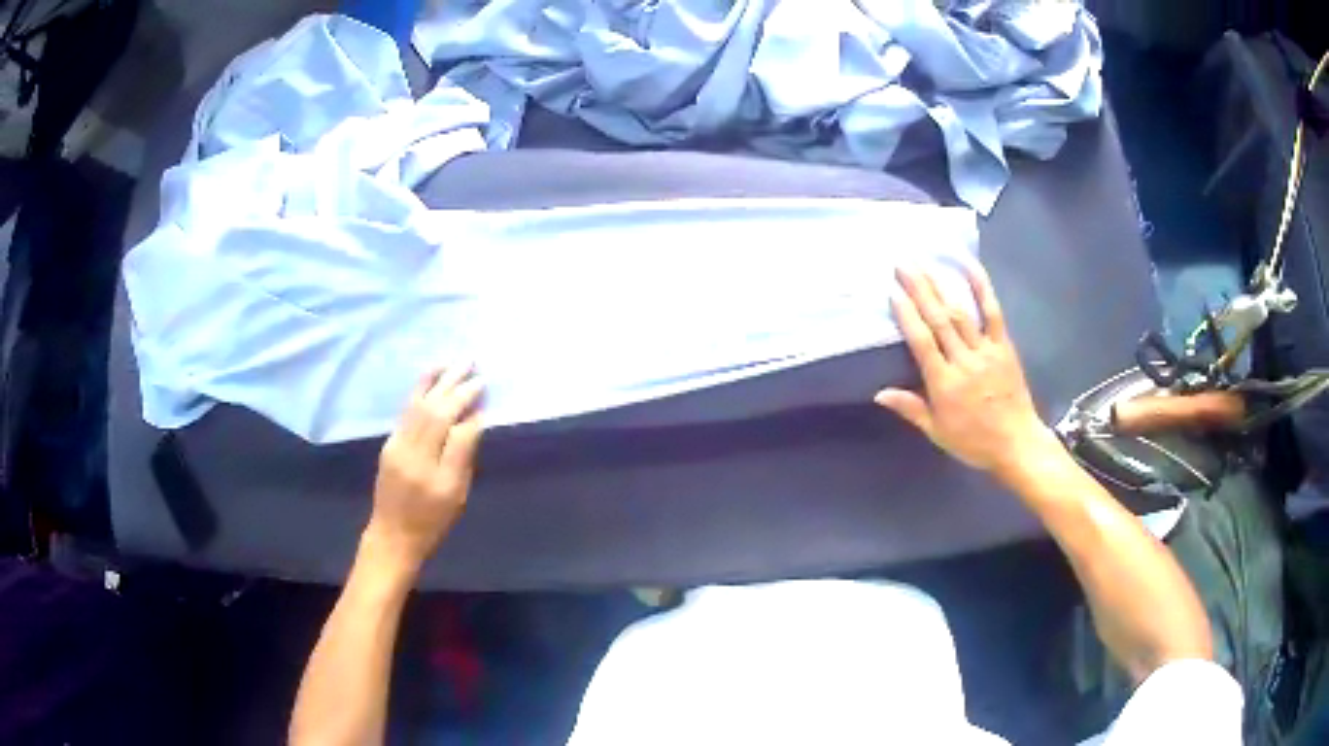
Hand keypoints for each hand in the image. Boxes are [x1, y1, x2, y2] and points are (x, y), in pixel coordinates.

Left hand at [364, 365, 484, 572]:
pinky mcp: (389, 444)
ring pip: (416, 405)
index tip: (483, 384)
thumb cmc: (432, 521)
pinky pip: (406, 411)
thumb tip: (474, 420)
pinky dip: (419, 391)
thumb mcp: (456, 494)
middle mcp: (409, 450)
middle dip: (453, 385)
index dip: (466, 403)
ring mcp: (396, 445)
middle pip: (433, 409)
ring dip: (435, 381)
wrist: (393, 535)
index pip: (450, 423)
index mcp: (430, 467)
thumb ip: (462, 455)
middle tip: (471, 363)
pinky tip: (429, 381)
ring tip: (450, 362)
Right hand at [874, 264, 1058, 482]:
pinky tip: (969, 266)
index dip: (907, 316)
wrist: (1017, 443)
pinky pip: (992, 312)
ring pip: (961, 312)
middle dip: (920, 289)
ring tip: (925, 263)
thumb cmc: (974, 441)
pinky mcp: (1004, 346)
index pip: (922, 343)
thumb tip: (879, 393)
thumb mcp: (937, 433)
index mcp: (944, 384)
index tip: (893, 292)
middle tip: (903, 264)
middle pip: (939, 320)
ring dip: (941, 285)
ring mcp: (986, 351)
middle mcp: (964, 362)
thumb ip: (911, 409)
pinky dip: (982, 287)